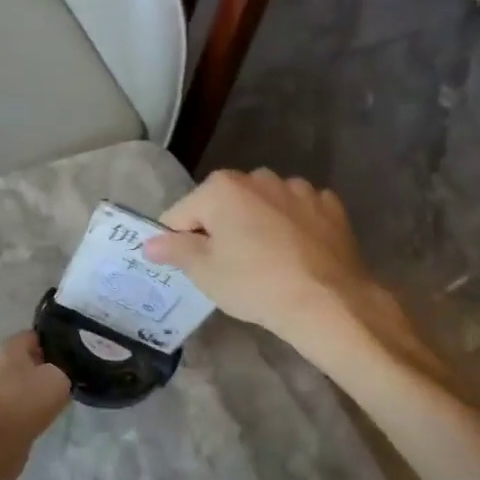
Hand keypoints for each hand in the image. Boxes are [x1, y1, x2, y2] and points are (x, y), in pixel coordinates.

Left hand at [0, 332, 70, 479]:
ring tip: (52, 402)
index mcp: (7, 346)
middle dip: (40, 368)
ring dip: (30, 391)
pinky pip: (9, 404)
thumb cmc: (26, 399)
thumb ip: (63, 371)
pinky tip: (38, 418)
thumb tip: (59, 374)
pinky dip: (21, 410)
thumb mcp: (59, 378)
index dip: (54, 345)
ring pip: (15, 383)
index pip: (34, 336)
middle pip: (22, 360)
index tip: (70, 358)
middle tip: (62, 380)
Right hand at [146, 170, 435, 373]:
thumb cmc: (255, 284)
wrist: (330, 303)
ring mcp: (298, 189)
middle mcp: (258, 177)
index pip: (181, 213)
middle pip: (223, 205)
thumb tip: (150, 241)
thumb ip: (173, 249)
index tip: (193, 268)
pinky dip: (293, 227)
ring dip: (257, 225)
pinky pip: (298, 213)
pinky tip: (297, 255)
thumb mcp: (204, 272)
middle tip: (229, 268)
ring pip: (262, 206)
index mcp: (221, 187)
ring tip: (267, 262)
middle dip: (221, 229)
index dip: (179, 242)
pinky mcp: (329, 206)